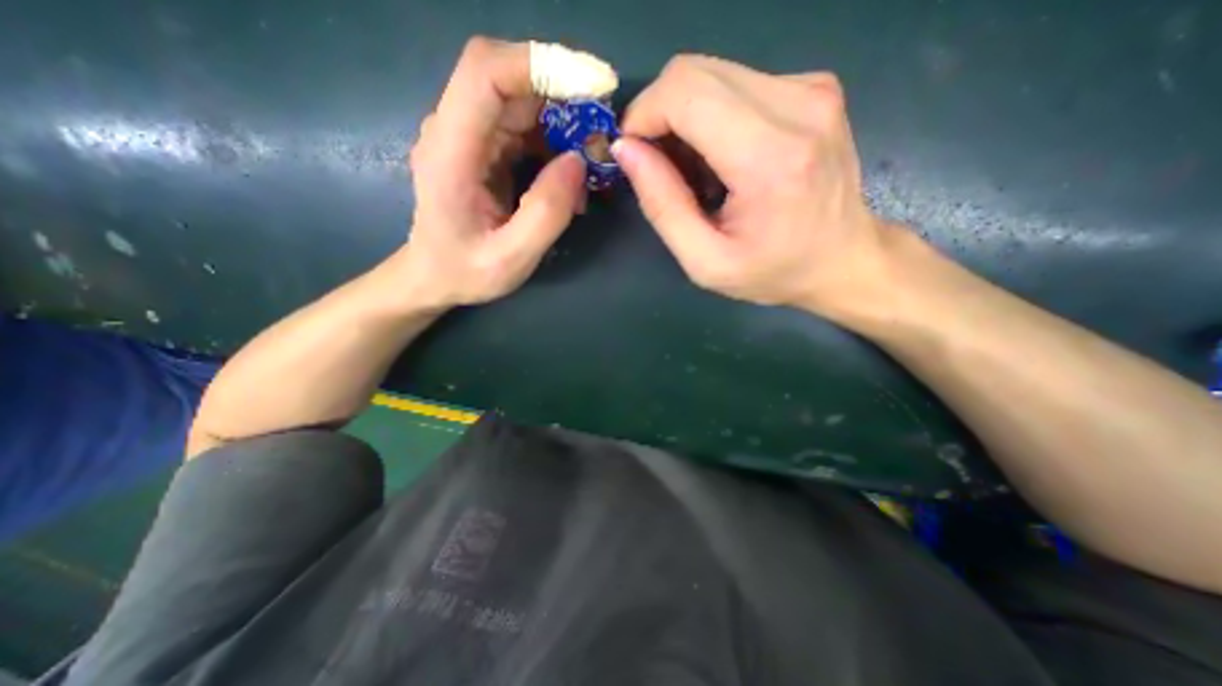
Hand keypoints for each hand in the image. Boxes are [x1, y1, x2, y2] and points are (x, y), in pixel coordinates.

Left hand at [401, 35, 586, 307]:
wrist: (434, 277)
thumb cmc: (466, 272)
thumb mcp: (512, 258)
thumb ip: (546, 213)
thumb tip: (579, 161)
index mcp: (450, 152)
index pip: (486, 73)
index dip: (541, 66)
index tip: (593, 86)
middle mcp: (454, 130)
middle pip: (509, 79)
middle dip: (564, 95)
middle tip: (602, 131)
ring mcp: (469, 136)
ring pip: (521, 101)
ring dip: (563, 121)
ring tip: (592, 159)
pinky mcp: (484, 147)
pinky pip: (524, 126)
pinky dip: (555, 140)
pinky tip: (570, 173)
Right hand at [618, 54, 895, 319]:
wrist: (843, 260)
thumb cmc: (772, 271)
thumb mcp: (705, 261)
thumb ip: (662, 206)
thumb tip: (626, 149)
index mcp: (769, 158)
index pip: (684, 92)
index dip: (643, 114)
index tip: (633, 153)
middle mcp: (797, 106)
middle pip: (694, 72)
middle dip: (659, 114)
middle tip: (660, 165)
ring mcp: (812, 89)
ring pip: (713, 74)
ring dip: (687, 118)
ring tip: (696, 169)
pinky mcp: (815, 87)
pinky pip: (738, 83)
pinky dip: (714, 116)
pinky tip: (723, 157)